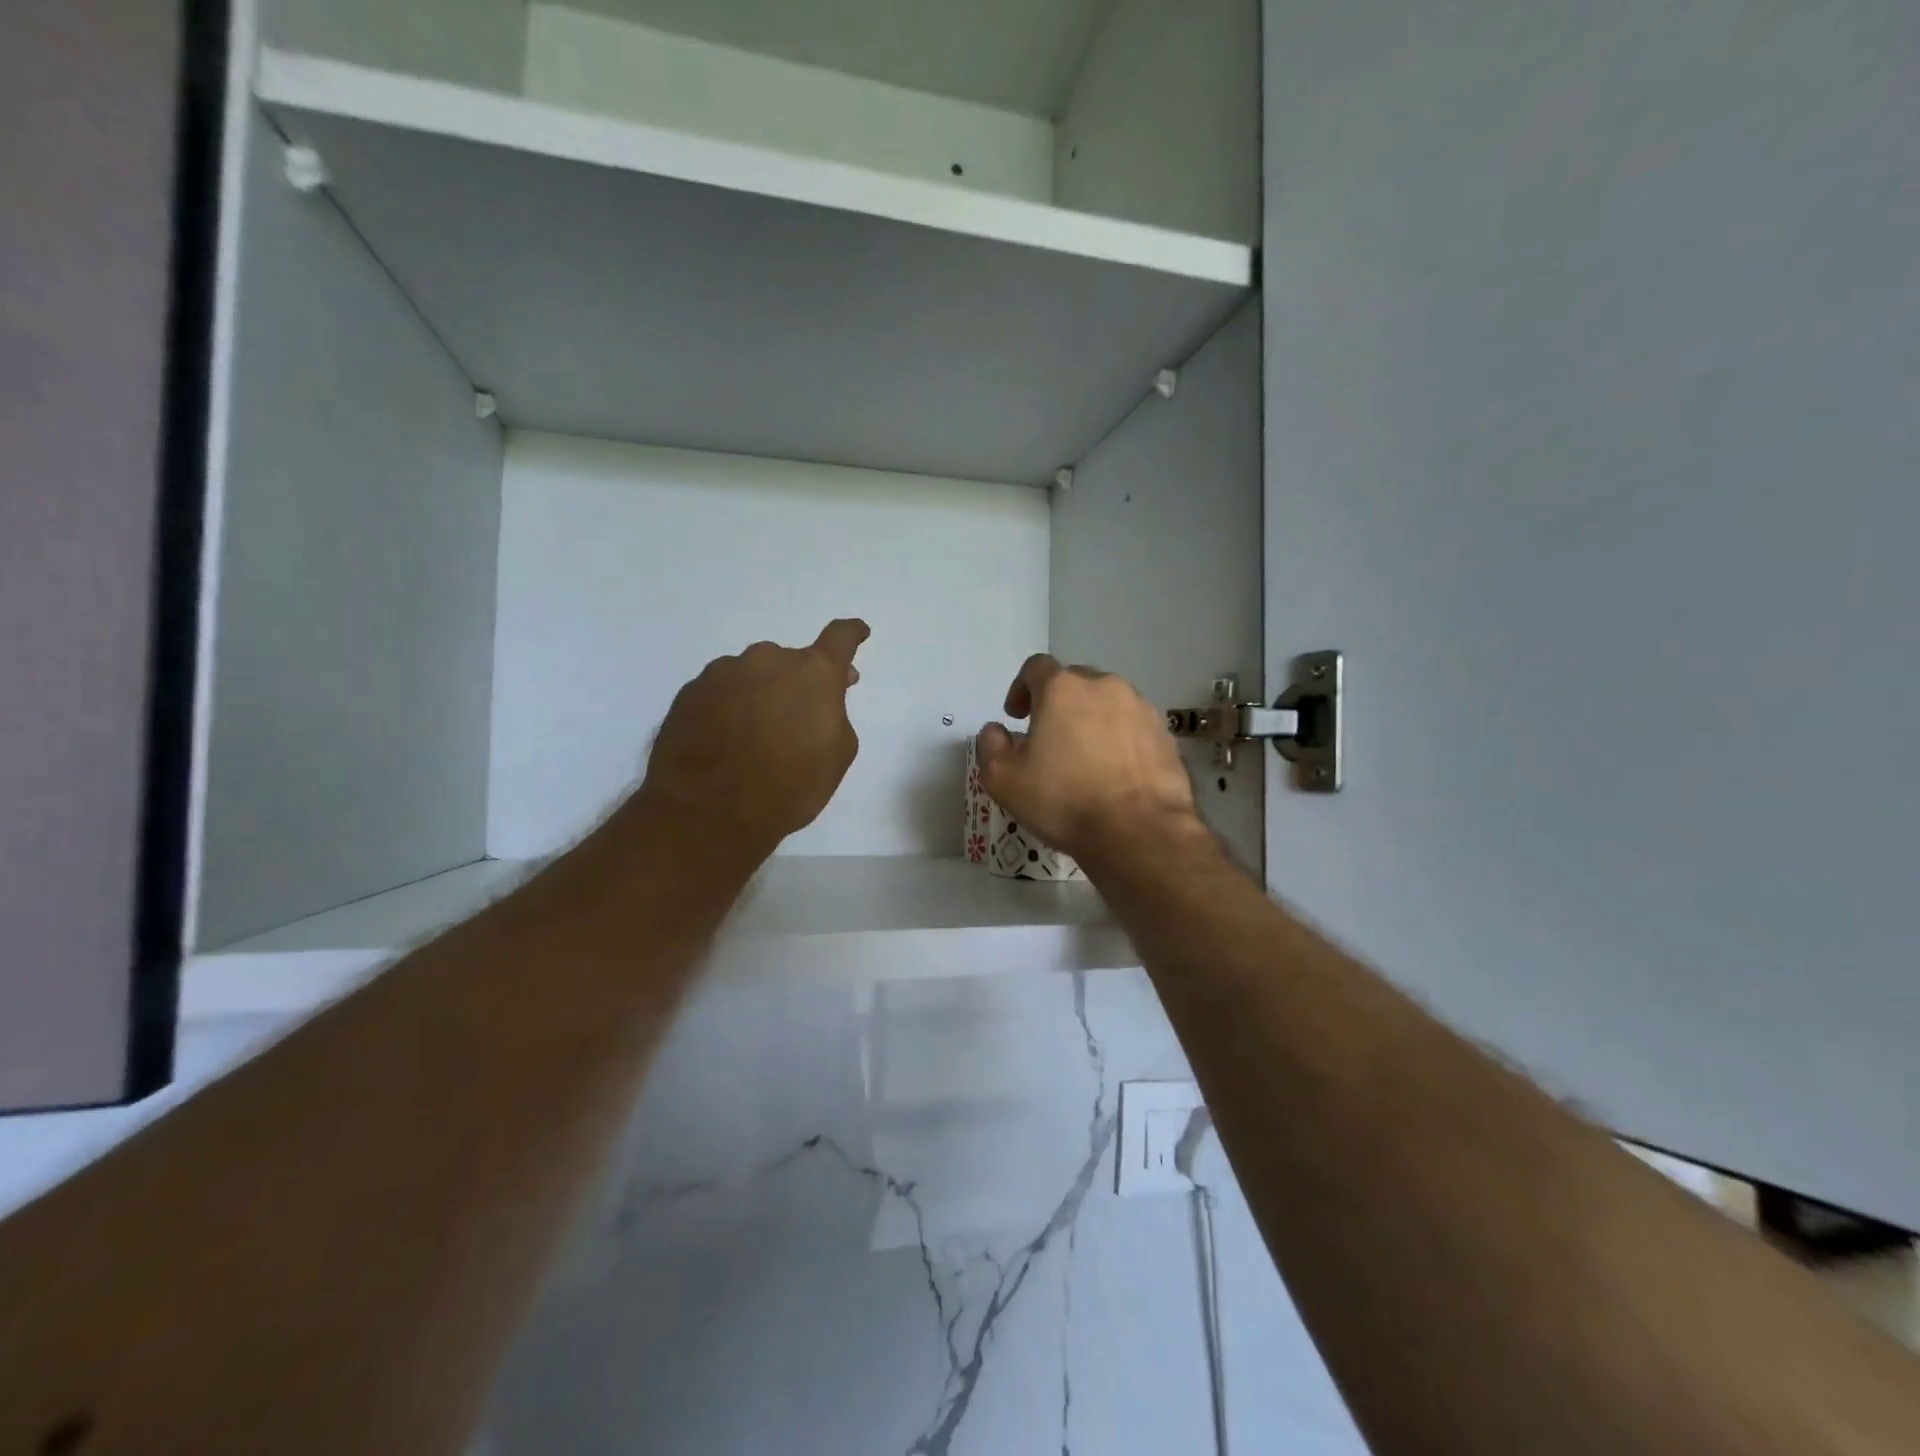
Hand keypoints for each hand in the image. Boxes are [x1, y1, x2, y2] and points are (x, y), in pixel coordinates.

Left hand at [634, 619, 869, 863]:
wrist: (709, 812)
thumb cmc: (789, 787)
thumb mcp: (836, 755)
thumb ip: (835, 714)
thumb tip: (822, 699)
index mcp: (813, 673)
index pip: (840, 638)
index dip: (852, 634)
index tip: (858, 632)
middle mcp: (768, 659)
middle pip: (791, 661)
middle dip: (798, 683)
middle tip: (798, 715)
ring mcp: (724, 672)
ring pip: (753, 674)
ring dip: (761, 693)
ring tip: (756, 734)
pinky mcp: (690, 691)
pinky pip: (722, 691)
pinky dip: (730, 707)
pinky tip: (727, 739)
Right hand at [974, 654, 1197, 863]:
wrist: (1139, 831)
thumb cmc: (1064, 801)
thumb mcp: (1003, 780)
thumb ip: (990, 746)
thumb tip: (997, 731)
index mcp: (1062, 688)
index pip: (1035, 667)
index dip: (1021, 688)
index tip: (1016, 717)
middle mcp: (1104, 686)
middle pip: (1074, 682)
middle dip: (1057, 703)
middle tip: (1048, 738)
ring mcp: (1140, 708)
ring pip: (1107, 702)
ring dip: (1090, 719)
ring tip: (1084, 757)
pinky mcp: (1165, 733)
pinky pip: (1132, 726)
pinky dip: (1119, 738)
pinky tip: (1114, 771)